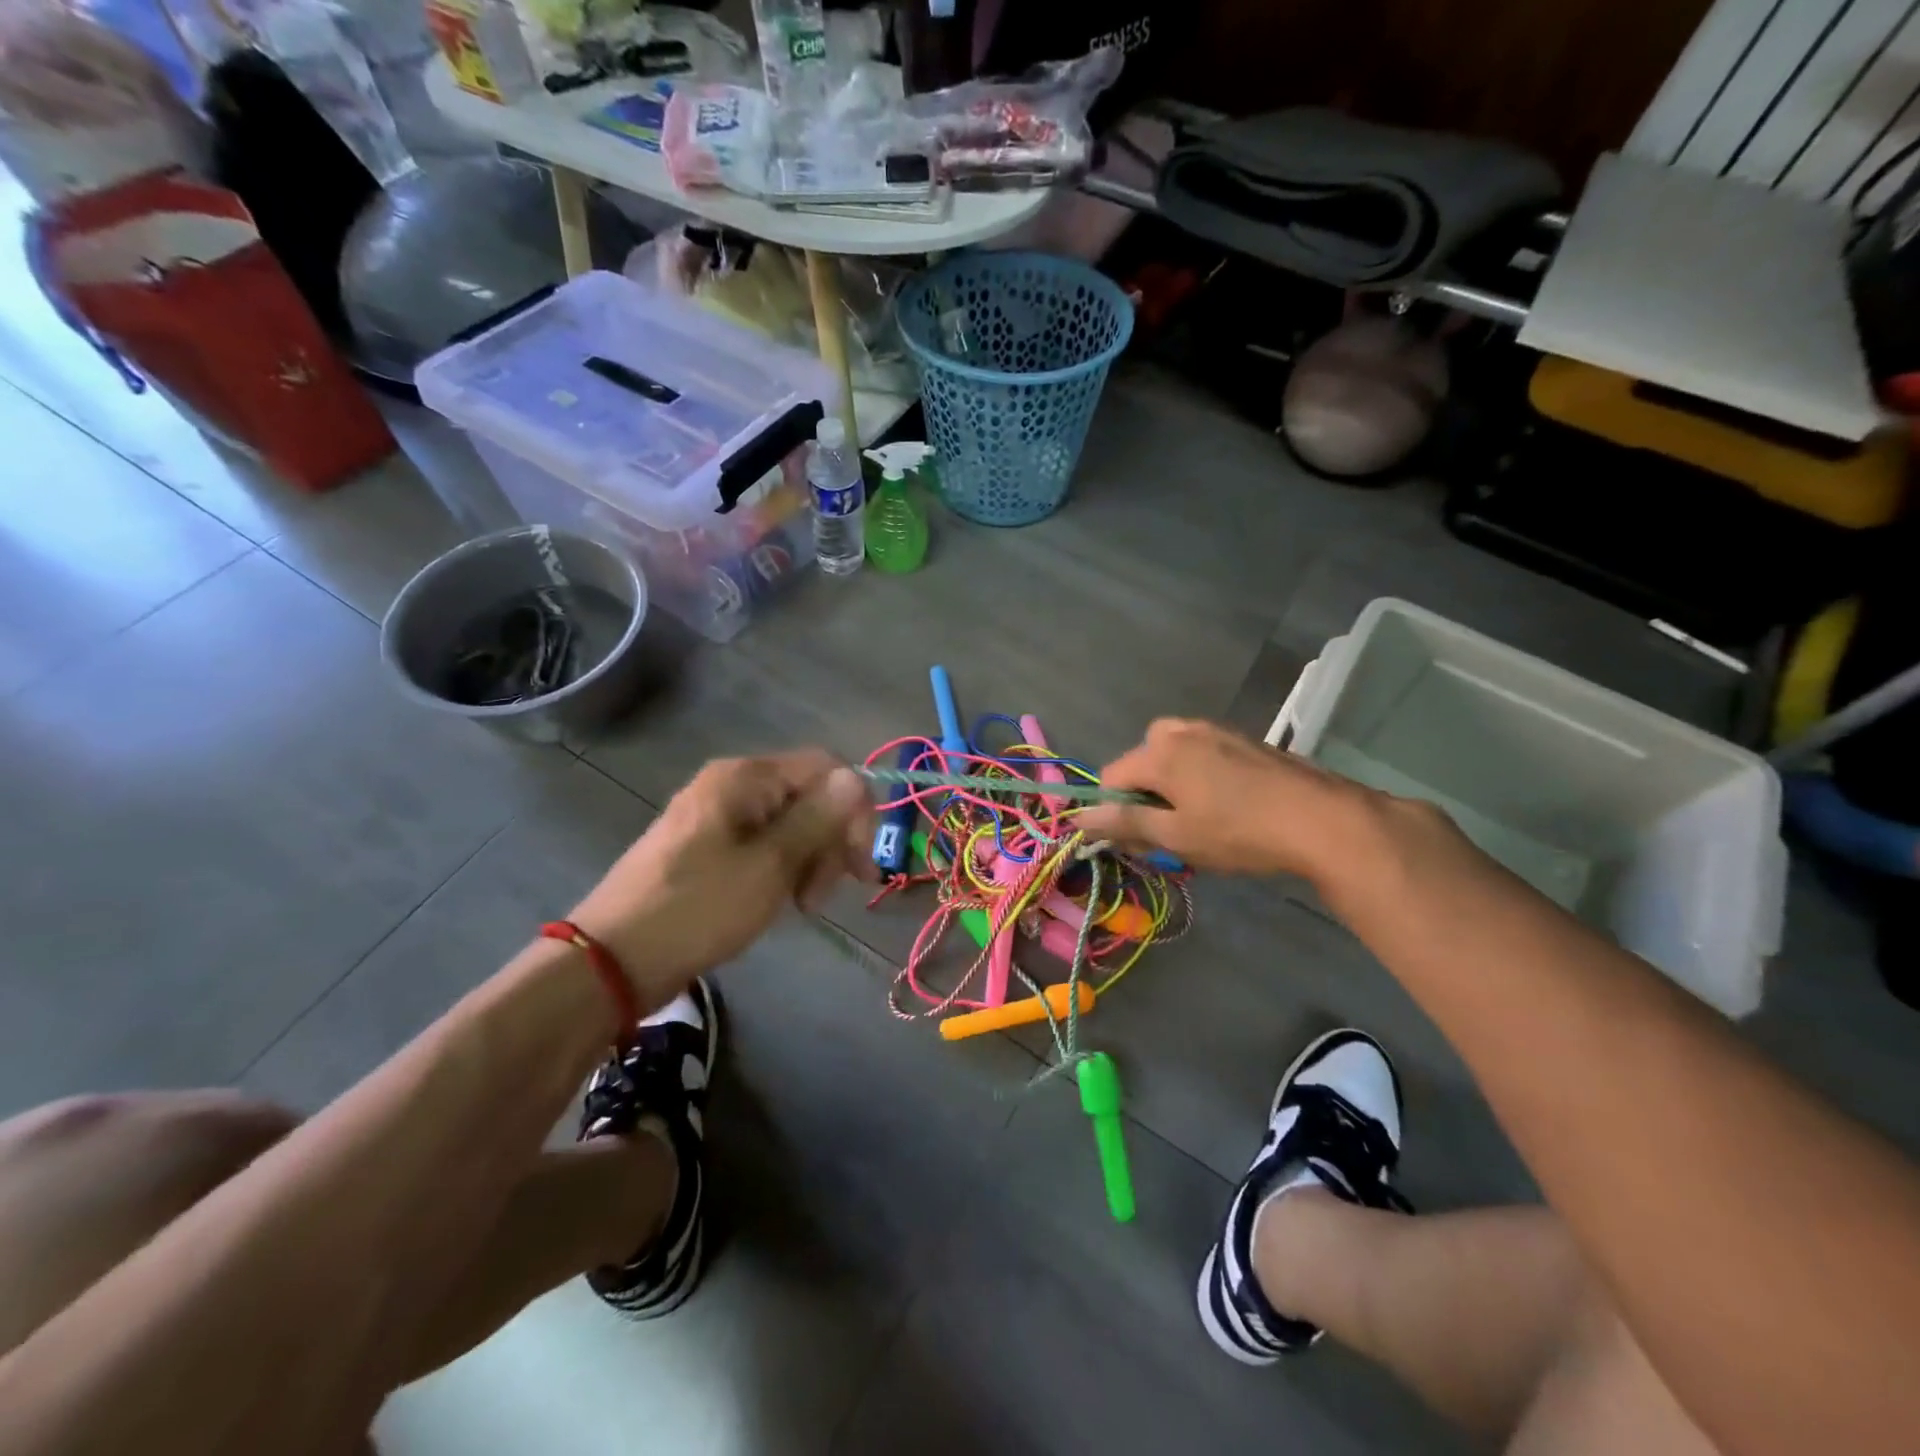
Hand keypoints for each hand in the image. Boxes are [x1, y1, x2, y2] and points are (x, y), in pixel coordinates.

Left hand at [567, 751, 875, 1007]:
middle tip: (823, 895)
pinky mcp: (705, 847)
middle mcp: (731, 785)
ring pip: (787, 824)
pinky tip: (778, 901)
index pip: (826, 769)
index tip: (861, 864)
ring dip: (808, 861)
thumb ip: (817, 819)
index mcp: (745, 777)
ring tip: (801, 906)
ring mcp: (715, 816)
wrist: (613, 960)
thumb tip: (856, 779)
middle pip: (808, 796)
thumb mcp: (770, 865)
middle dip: (829, 841)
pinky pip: (761, 845)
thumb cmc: (699, 907)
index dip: (854, 810)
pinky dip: (781, 870)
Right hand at [1077, 719, 1373, 879]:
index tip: (1138, 842)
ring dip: (1173, 787)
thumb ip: (1124, 823)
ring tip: (1200, 822)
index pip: (1111, 778)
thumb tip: (1078, 818)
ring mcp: (1217, 731)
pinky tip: (1229, 807)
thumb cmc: (1240, 832)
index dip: (1114, 812)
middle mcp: (1181, 731)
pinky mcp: (1245, 740)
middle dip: (1145, 796)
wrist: (1324, 820)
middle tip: (1169, 834)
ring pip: (1174, 758)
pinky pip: (1203, 755)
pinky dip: (1200, 778)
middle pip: (1142, 762)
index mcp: (1158, 751)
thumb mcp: (1176, 836)